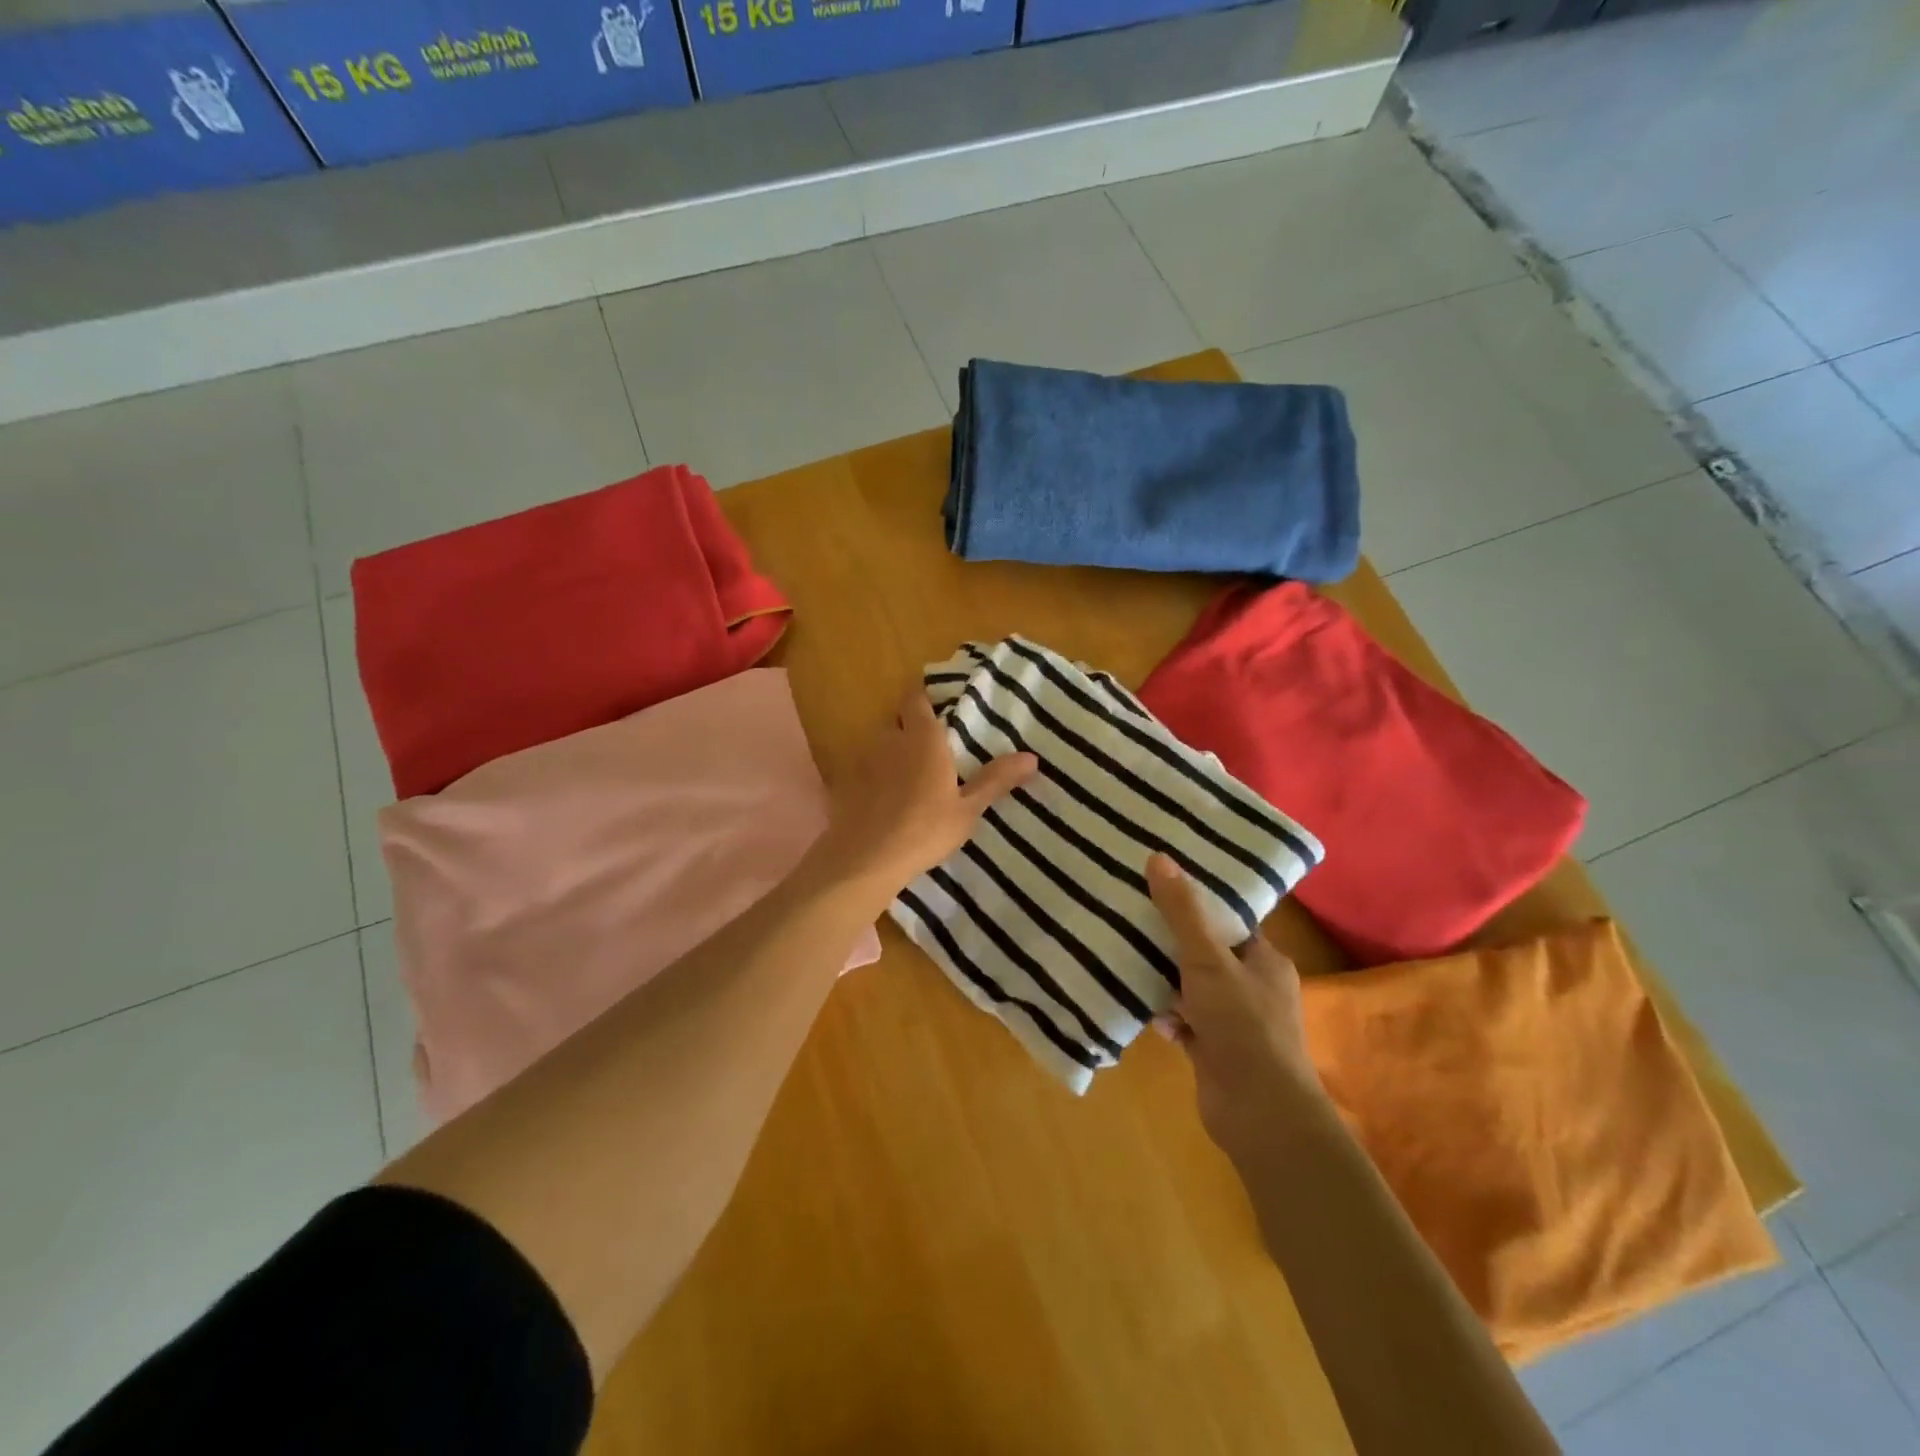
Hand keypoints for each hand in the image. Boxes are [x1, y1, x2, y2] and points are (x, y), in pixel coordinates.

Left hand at [820, 683, 1037, 899]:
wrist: (865, 860)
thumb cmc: (924, 830)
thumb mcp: (967, 809)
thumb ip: (995, 780)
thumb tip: (1031, 757)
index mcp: (922, 738)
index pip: (916, 699)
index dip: (923, 697)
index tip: (936, 704)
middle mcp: (889, 740)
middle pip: (897, 722)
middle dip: (909, 729)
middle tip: (930, 749)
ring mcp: (862, 761)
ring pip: (877, 746)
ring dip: (890, 754)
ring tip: (906, 777)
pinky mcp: (843, 784)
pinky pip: (861, 771)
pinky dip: (871, 778)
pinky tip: (880, 800)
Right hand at [1146, 854, 1323, 1156]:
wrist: (1260, 1113)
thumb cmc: (1242, 1024)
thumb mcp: (1207, 959)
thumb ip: (1182, 912)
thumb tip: (1159, 856)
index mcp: (1265, 961)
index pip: (1231, 922)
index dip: (1199, 905)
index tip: (1162, 887)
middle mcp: (1254, 989)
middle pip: (1208, 955)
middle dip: (1174, 943)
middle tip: (1133, 919)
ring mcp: (1235, 1023)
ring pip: (1193, 990)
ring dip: (1166, 982)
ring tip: (1127, 957)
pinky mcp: (1216, 1052)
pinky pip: (1185, 1024)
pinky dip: (1167, 1018)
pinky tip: (1144, 1012)